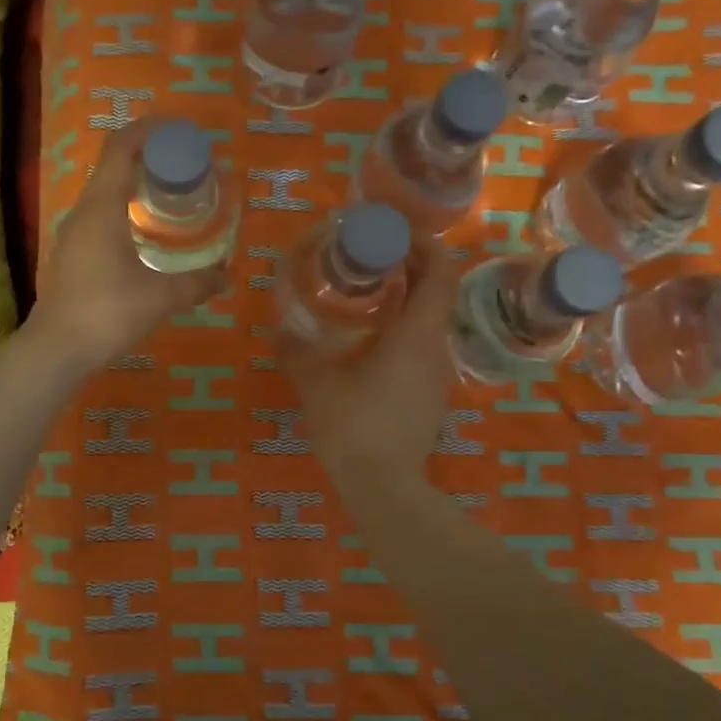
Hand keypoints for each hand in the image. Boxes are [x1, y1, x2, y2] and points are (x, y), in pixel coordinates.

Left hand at [28, 118, 225, 373]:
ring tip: (171, 194)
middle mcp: (83, 211)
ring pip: (105, 192)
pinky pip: (101, 215)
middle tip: (185, 165)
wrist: (57, 349)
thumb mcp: (160, 298)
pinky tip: (147, 232)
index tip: (179, 130)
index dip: (148, 130)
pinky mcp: (73, 253)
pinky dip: (126, 209)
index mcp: (101, 207)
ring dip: (136, 184)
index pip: (121, 148)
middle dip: (149, 156)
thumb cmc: (107, 313)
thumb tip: (228, 276)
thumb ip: (197, 284)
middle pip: (113, 165)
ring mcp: (74, 233)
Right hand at [279, 235, 458, 482]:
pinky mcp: (429, 398)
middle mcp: (436, 348)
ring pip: (428, 323)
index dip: (425, 244)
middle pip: (435, 293)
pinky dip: (402, 332)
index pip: (441, 271)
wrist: (384, 488)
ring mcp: (437, 376)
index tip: (395, 232)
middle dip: (408, 269)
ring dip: (405, 302)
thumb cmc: (354, 426)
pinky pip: (421, 349)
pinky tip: (369, 345)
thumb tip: (279, 329)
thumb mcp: (315, 384)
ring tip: (365, 297)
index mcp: (417, 334)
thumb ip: (296, 351)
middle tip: (370, 258)